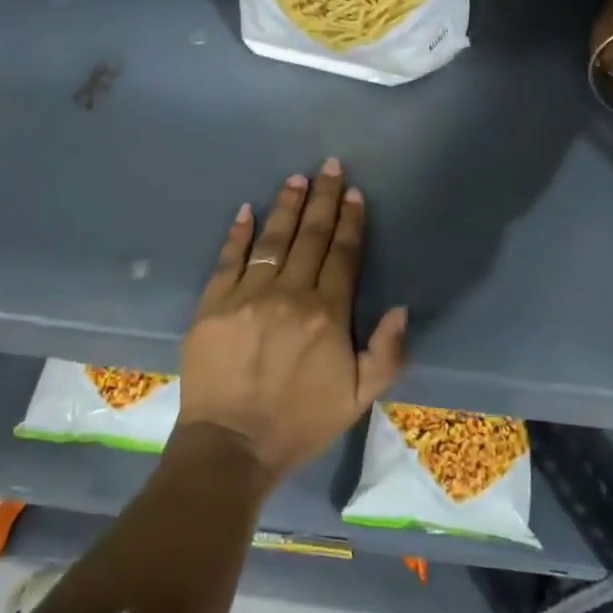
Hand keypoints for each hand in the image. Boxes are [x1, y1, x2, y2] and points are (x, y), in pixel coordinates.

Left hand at [178, 159, 407, 484]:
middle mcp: (289, 294)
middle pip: (311, 237)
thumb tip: (400, 307)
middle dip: (323, 199)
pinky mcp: (213, 303)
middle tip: (329, 166)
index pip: (343, 255)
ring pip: (273, 239)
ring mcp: (247, 295)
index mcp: (327, 314)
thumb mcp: (359, 399)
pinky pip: (228, 259)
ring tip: (296, 179)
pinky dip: (238, 233)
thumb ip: (387, 353)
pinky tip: (247, 210)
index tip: (354, 193)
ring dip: (287, 206)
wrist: (232, 446)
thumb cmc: (300, 422)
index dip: (350, 221)